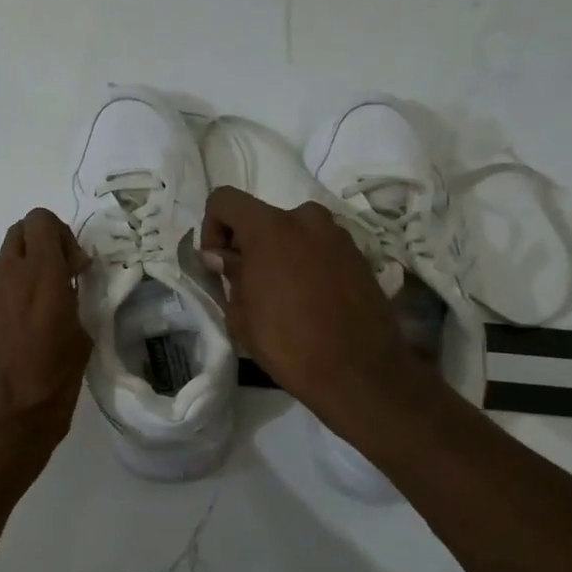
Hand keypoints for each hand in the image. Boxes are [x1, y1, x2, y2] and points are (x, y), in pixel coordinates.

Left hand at [0, 209, 92, 480]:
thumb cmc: (48, 391)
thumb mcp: (80, 346)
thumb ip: (76, 306)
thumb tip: (70, 290)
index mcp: (42, 280)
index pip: (41, 221)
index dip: (63, 235)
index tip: (78, 268)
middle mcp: (10, 278)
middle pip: (21, 230)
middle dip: (45, 243)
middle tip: (65, 276)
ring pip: (8, 256)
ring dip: (29, 265)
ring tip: (49, 304)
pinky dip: (15, 288)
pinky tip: (29, 325)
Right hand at [200, 186, 424, 428]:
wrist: (359, 372)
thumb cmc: (287, 343)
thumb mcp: (241, 314)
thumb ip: (230, 274)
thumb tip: (223, 257)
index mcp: (270, 227)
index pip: (225, 200)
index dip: (212, 227)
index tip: (218, 264)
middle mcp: (306, 218)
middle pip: (262, 217)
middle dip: (248, 244)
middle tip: (247, 283)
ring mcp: (338, 235)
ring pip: (293, 232)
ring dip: (279, 253)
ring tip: (280, 295)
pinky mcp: (359, 255)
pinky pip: (319, 248)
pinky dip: (306, 263)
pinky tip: (308, 300)